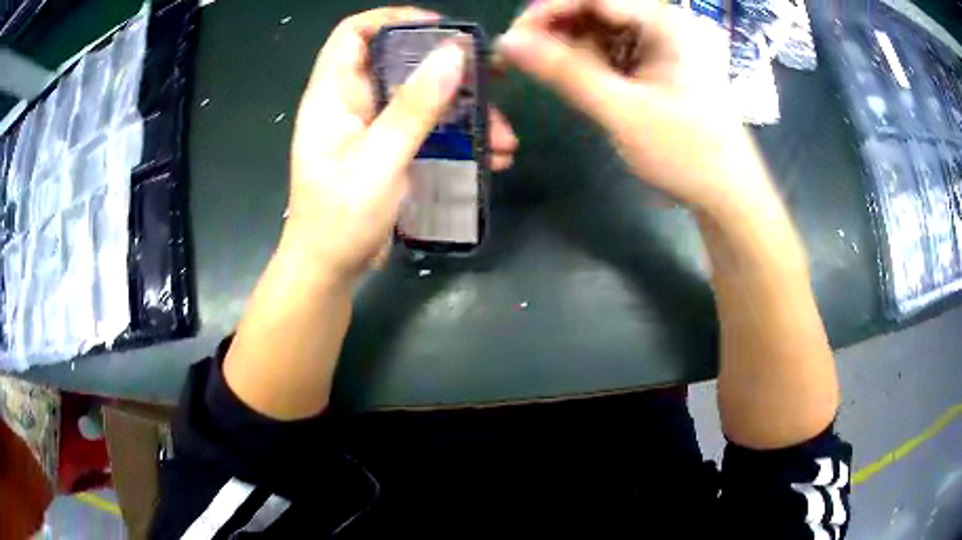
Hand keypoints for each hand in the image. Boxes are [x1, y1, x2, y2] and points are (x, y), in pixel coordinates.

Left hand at [285, 7, 517, 283]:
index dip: (395, 20)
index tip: (442, 29)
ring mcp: (371, 127)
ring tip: (505, 140)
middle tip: (494, 82)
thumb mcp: (379, 159)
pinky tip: (492, 157)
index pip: (355, 33)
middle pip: (400, 63)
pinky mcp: (389, 150)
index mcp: (333, 95)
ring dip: (465, 112)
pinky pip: (427, 129)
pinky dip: (458, 137)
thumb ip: (415, 106)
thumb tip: (453, 53)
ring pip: (421, 99)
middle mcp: (352, 102)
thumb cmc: (340, 218)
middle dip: (449, 71)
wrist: (330, 270)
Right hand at [497, 0, 769, 213]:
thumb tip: (507, 43)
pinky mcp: (655, 64)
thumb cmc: (687, 154)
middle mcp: (663, 24)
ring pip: (599, 29)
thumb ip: (564, 72)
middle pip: (595, 9)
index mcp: (666, 23)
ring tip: (537, 69)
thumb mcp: (622, 111)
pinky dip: (585, 61)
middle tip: (516, 58)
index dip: (547, 12)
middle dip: (553, 29)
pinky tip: (568, 77)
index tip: (511, 40)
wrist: (727, 193)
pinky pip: (611, 49)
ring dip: (565, 45)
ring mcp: (660, 43)